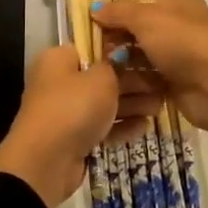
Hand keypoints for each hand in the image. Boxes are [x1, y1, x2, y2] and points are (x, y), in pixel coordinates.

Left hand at [0, 46, 162, 207]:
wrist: (45, 161)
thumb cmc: (73, 106)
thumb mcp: (101, 78)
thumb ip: (116, 65)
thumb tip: (122, 55)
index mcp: (59, 59)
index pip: (93, 47)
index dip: (121, 50)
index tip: (149, 55)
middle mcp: (59, 82)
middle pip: (101, 77)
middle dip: (133, 82)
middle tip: (162, 85)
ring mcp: (65, 112)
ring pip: (103, 104)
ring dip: (131, 105)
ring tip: (159, 107)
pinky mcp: (72, 138)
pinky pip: (100, 127)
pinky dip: (120, 127)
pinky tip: (144, 127)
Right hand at [90, 0, 207, 193]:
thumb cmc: (182, 42)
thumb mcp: (147, 18)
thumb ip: (119, 12)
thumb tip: (94, 8)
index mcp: (177, 5)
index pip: (139, 7)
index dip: (116, 17)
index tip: (92, 30)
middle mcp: (180, 29)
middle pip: (139, 34)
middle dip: (117, 43)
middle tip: (96, 56)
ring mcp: (180, 58)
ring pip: (143, 59)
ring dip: (124, 66)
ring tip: (103, 74)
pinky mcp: (177, 85)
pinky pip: (149, 81)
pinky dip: (136, 84)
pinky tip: (118, 90)